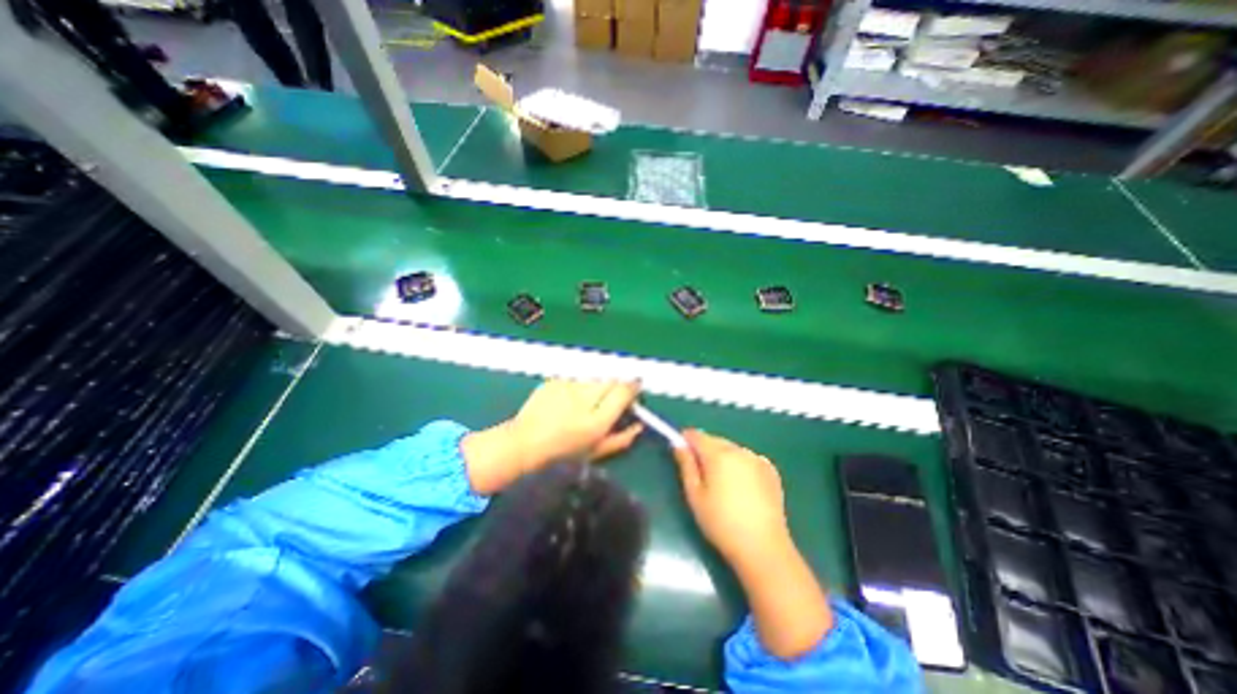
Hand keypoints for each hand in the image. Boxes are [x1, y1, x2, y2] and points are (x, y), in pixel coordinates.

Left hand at [458, 383, 641, 494]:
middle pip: (611, 379)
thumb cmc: (561, 455)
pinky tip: (570, 399)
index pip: (623, 391)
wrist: (523, 444)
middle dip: (617, 385)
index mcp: (596, 420)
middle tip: (613, 396)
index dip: (633, 386)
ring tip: (588, 400)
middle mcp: (583, 399)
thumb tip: (639, 426)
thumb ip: (621, 439)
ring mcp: (567, 386)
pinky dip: (579, 386)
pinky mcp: (554, 381)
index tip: (636, 387)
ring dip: (597, 385)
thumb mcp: (595, 453)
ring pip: (594, 377)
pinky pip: (576, 378)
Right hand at [672, 427, 785, 567]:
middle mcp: (739, 450)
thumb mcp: (695, 495)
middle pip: (715, 440)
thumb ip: (686, 465)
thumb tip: (679, 445)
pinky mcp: (771, 471)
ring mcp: (757, 459)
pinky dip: (740, 465)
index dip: (686, 441)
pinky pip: (748, 459)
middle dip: (705, 450)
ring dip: (723, 457)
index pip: (696, 435)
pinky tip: (741, 487)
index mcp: (718, 454)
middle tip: (700, 474)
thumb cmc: (721, 523)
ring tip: (721, 483)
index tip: (681, 453)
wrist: (763, 548)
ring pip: (732, 449)